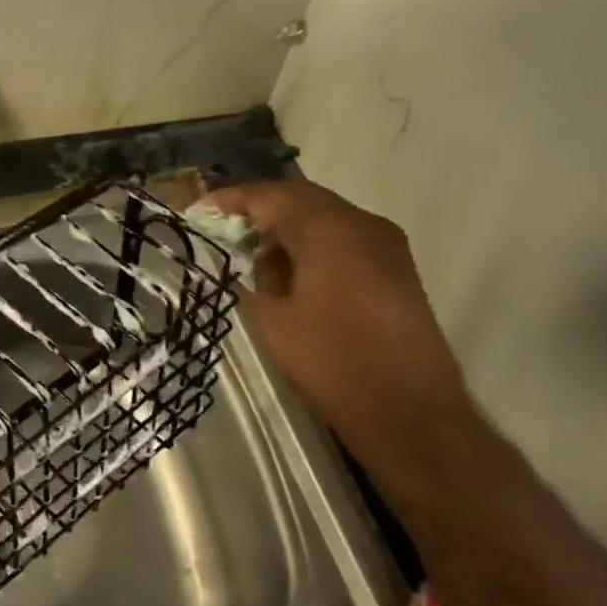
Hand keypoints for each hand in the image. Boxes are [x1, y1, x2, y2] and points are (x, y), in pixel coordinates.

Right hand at [197, 180, 481, 482]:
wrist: (407, 409)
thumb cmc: (330, 360)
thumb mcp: (272, 318)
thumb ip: (259, 276)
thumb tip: (258, 258)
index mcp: (329, 230)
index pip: (271, 196)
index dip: (232, 200)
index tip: (199, 210)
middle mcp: (362, 225)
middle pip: (302, 199)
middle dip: (260, 207)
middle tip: (222, 223)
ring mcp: (385, 245)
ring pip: (325, 216)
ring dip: (287, 224)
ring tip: (251, 246)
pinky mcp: (395, 269)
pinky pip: (343, 238)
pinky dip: (311, 241)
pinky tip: (289, 266)